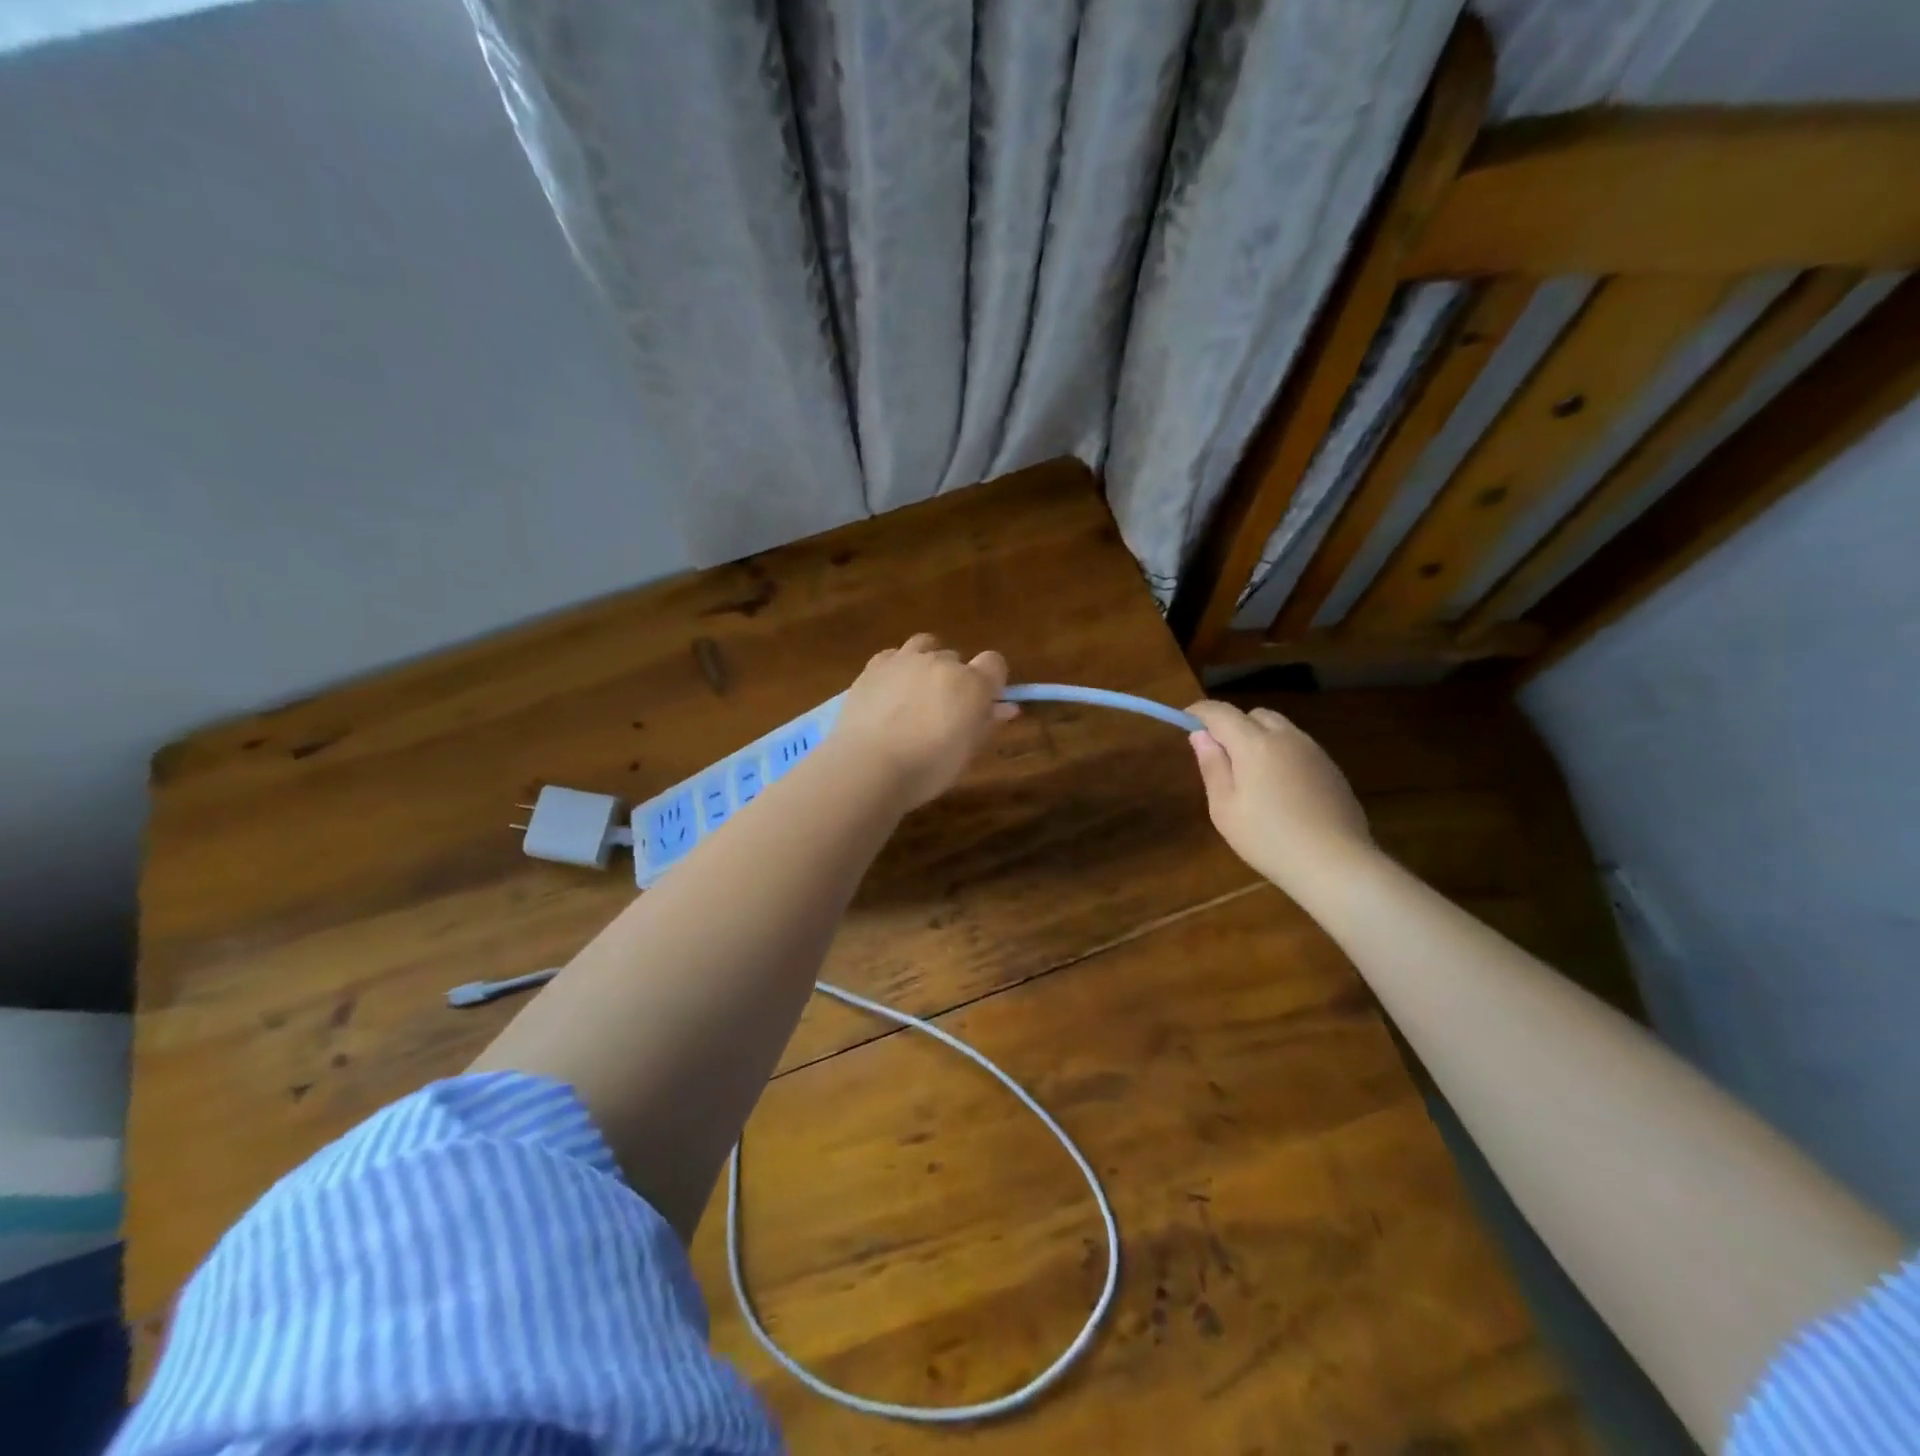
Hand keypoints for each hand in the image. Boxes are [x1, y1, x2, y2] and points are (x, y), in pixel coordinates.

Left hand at [833, 634, 1018, 809]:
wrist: (867, 766)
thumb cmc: (927, 769)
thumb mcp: (966, 753)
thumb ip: (986, 723)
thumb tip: (1005, 708)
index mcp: (972, 683)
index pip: (995, 663)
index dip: (992, 682)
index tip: (983, 704)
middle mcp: (941, 662)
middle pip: (957, 660)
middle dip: (956, 680)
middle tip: (944, 712)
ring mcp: (905, 659)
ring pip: (926, 646)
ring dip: (927, 664)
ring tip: (916, 694)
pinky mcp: (874, 665)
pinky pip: (894, 655)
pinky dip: (898, 667)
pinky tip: (890, 692)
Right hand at [1186, 700, 1374, 896]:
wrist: (1335, 863)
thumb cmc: (1268, 838)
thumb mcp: (1225, 808)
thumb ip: (1212, 766)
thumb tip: (1200, 735)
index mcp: (1255, 744)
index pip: (1221, 712)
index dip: (1200, 712)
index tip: (1185, 721)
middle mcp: (1286, 737)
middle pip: (1254, 715)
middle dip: (1233, 725)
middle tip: (1220, 755)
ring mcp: (1314, 751)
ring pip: (1280, 729)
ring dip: (1259, 738)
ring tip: (1251, 775)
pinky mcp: (1331, 768)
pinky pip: (1299, 747)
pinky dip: (1281, 754)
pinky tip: (1281, 790)